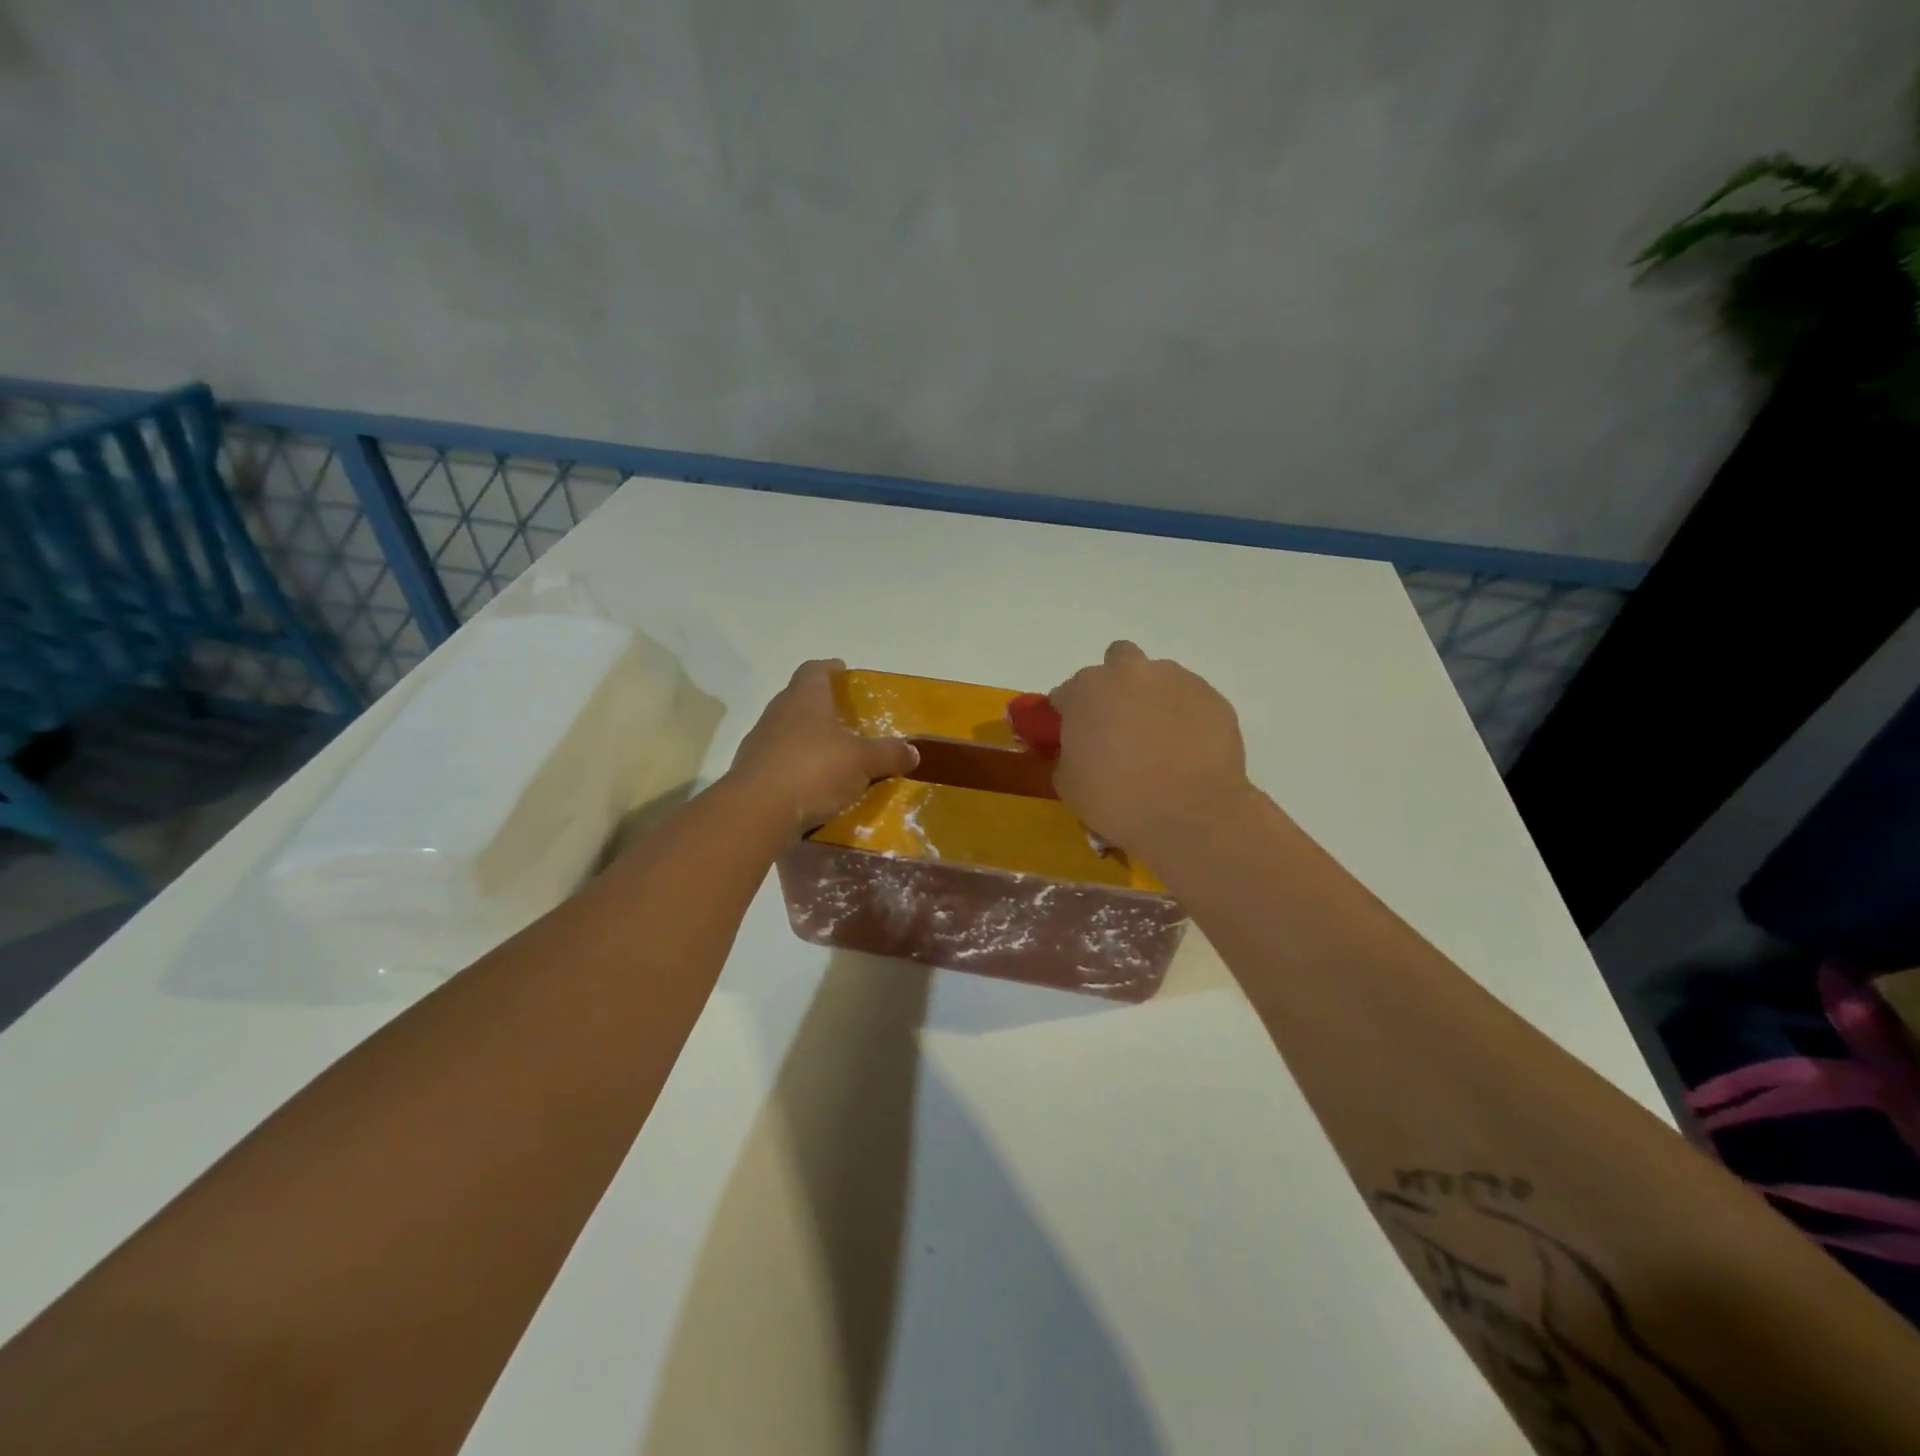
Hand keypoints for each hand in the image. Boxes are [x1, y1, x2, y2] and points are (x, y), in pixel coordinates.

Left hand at [727, 659, 918, 834]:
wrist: (757, 812)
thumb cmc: (814, 770)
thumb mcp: (863, 762)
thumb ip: (888, 754)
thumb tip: (913, 751)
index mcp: (804, 698)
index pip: (814, 670)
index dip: (829, 668)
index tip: (842, 670)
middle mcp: (778, 713)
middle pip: (799, 700)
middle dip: (821, 706)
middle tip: (845, 718)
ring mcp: (759, 744)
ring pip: (788, 732)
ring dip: (808, 740)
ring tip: (833, 756)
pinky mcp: (751, 774)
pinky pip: (780, 763)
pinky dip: (797, 768)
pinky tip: (814, 786)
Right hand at [1048, 641, 1251, 852]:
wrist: (1192, 813)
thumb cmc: (1118, 799)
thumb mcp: (1068, 784)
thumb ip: (1068, 754)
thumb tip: (1079, 750)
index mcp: (1086, 690)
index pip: (1065, 693)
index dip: (1068, 716)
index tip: (1076, 739)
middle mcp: (1129, 673)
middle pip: (1116, 662)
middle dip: (1115, 686)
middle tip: (1119, 725)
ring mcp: (1175, 680)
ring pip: (1157, 677)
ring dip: (1152, 698)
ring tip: (1159, 740)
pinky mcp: (1212, 696)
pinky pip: (1190, 699)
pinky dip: (1185, 716)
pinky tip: (1187, 749)